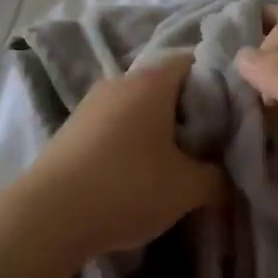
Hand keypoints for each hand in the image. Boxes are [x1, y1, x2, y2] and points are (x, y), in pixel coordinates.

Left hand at [27, 54, 226, 261]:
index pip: (193, 62)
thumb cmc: (127, 187)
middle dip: (187, 112)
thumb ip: (218, 178)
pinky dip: (130, 139)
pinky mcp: (73, 126)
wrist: (48, 215)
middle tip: (207, 145)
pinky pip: (114, 123)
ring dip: (157, 128)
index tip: (229, 117)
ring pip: (138, 105)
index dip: (216, 85)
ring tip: (173, 164)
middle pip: (165, 84)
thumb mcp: (186, 189)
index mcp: (152, 81)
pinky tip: (136, 172)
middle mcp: (120, 80)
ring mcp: (92, 102)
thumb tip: (228, 176)